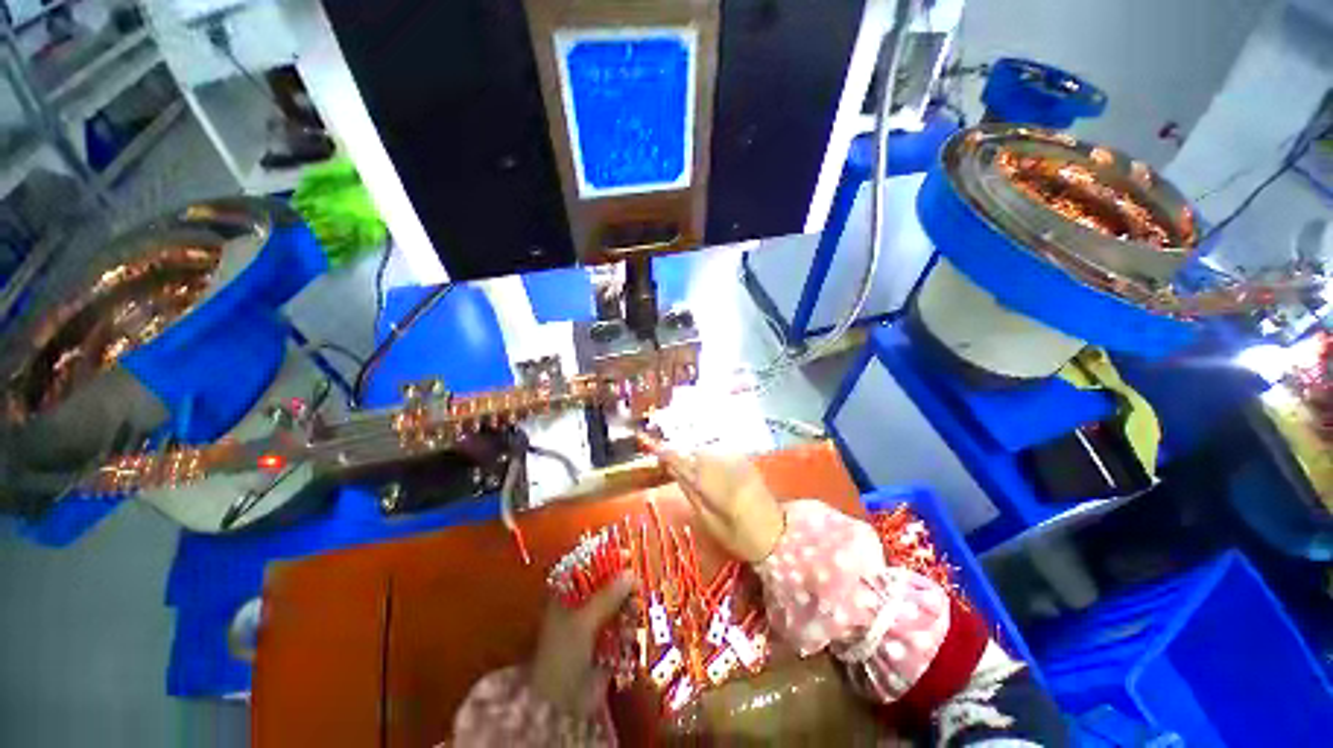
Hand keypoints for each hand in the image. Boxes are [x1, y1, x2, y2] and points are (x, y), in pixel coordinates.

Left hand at [530, 572, 633, 716]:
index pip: (589, 565)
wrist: (560, 703)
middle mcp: (582, 604)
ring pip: (620, 604)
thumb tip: (631, 573)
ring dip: (629, 607)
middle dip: (624, 585)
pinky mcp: (608, 642)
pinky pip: (624, 626)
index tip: (627, 555)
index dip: (608, 558)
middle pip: (609, 583)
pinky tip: (629, 635)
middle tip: (636, 589)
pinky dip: (629, 627)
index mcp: (568, 594)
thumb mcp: (583, 620)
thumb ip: (608, 595)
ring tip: (633, 615)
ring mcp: (596, 623)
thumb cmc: (563, 653)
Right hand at [643, 437, 785, 562]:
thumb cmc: (740, 537)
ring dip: (694, 452)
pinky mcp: (746, 461)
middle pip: (695, 451)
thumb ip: (691, 493)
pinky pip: (721, 451)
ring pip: (708, 449)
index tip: (649, 443)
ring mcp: (737, 462)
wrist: (778, 535)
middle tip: (667, 456)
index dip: (665, 452)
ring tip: (685, 459)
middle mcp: (724, 466)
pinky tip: (705, 462)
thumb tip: (675, 471)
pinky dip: (709, 454)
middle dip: (681, 451)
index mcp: (713, 485)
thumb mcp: (710, 522)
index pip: (683, 462)